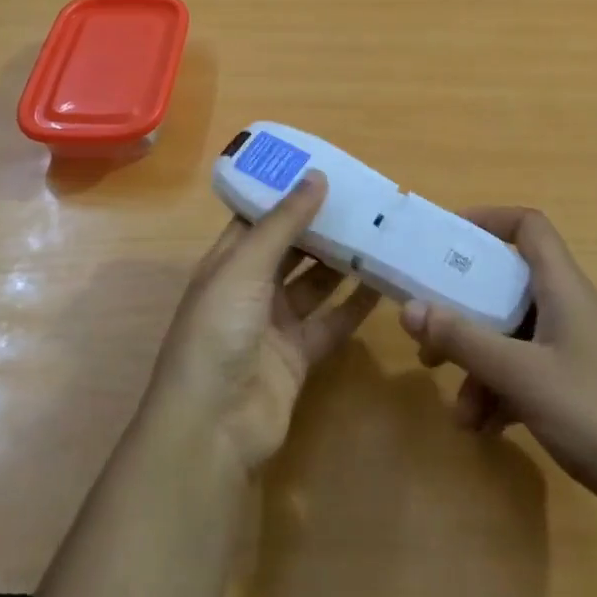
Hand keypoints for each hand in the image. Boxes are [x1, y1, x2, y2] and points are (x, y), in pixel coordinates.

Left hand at [147, 172, 379, 476]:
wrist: (213, 426)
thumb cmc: (218, 332)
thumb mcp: (245, 267)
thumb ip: (283, 224)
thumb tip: (316, 175)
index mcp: (227, 263)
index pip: (258, 218)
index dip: (287, 194)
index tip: (325, 169)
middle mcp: (250, 289)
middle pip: (290, 249)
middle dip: (321, 226)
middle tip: (364, 200)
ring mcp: (274, 324)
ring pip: (314, 283)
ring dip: (342, 262)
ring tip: (380, 233)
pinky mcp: (298, 356)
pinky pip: (331, 321)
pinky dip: (354, 305)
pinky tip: (383, 284)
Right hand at [399, 207, 596, 534]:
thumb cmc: (596, 415)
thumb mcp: (520, 375)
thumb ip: (463, 340)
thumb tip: (409, 308)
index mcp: (565, 288)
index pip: (529, 228)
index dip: (488, 221)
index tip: (446, 240)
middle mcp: (572, 310)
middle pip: (510, 288)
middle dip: (465, 312)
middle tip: (429, 336)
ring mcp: (579, 351)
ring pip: (515, 338)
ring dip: (480, 366)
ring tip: (459, 412)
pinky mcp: (581, 389)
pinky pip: (529, 374)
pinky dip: (502, 392)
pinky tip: (485, 429)